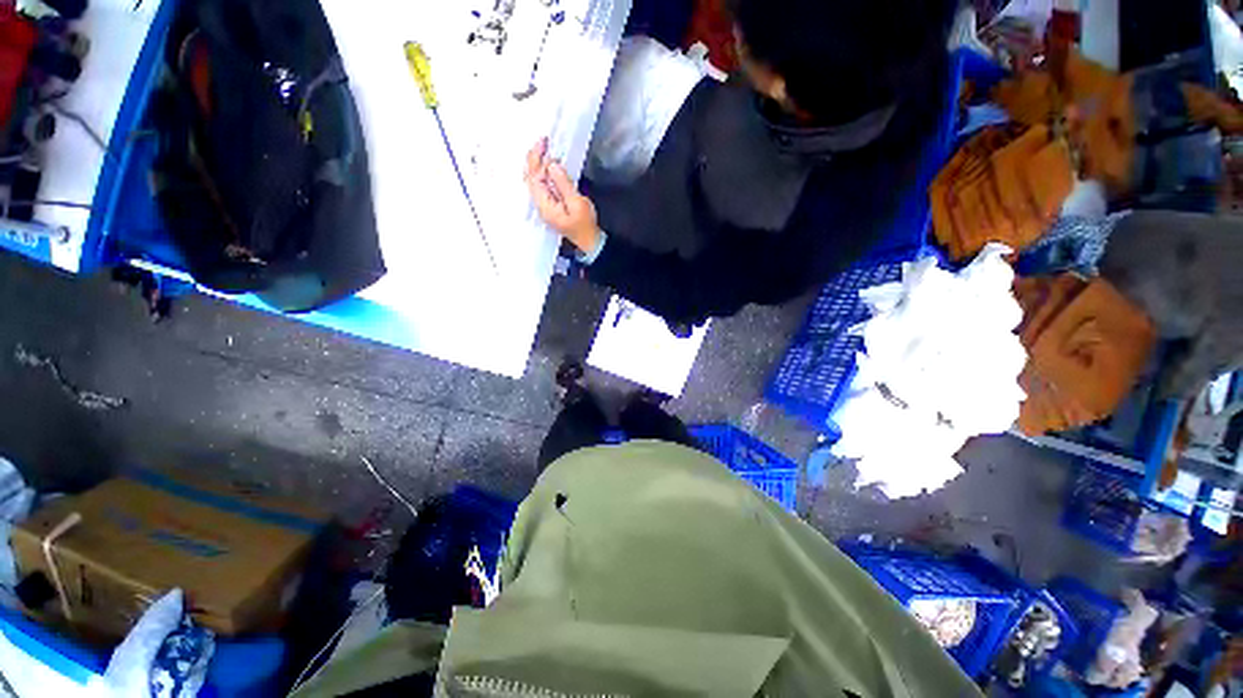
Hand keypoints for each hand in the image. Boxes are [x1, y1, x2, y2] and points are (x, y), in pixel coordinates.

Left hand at [525, 138, 599, 252]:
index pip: (535, 178)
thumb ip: (563, 184)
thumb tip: (552, 165)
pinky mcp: (550, 205)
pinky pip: (541, 185)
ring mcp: (544, 205)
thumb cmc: (585, 224)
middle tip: (543, 141)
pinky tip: (548, 165)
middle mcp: (540, 204)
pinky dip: (542, 173)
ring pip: (534, 181)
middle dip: (534, 158)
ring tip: (544, 149)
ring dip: (537, 164)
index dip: (537, 159)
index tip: (544, 143)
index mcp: (544, 205)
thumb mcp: (577, 203)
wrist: (589, 240)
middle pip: (531, 178)